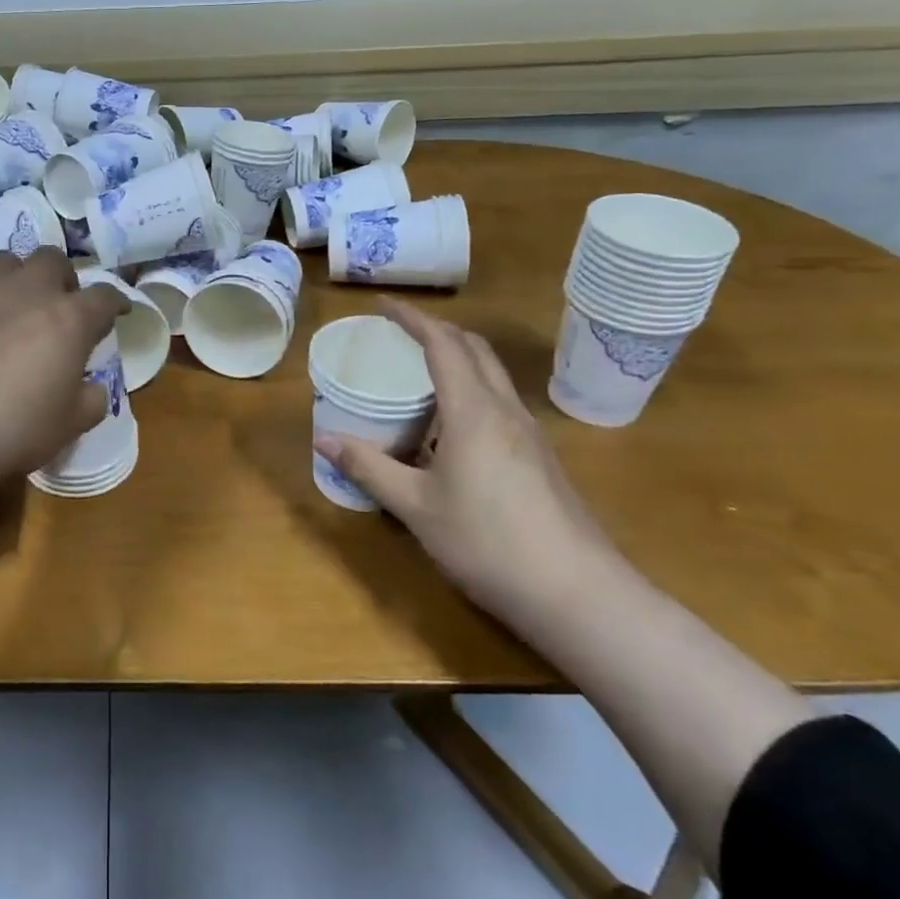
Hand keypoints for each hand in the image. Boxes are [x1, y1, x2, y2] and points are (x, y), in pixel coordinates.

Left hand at [0, 247, 127, 495]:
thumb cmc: (12, 430)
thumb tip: (91, 387)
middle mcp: (26, 292)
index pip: (104, 297)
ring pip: (6, 261)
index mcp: (68, 319)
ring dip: (18, 277)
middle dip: (64, 279)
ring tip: (14, 305)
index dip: (116, 303)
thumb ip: (91, 400)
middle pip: (53, 260)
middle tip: (61, 307)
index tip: (118, 312)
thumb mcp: (69, 427)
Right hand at [313, 299, 616, 623]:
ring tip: (420, 376)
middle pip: (475, 350)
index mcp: (473, 410)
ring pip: (492, 376)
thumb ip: (369, 468)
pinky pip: (500, 405)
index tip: (383, 305)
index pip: (443, 344)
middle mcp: (505, 410)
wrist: (577, 593)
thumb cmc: (487, 541)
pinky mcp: (540, 459)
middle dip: (438, 331)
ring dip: (458, 361)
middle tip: (400, 335)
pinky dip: (471, 393)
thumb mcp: (415, 506)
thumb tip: (322, 439)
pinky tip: (450, 430)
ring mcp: (530, 435)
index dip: (412, 318)